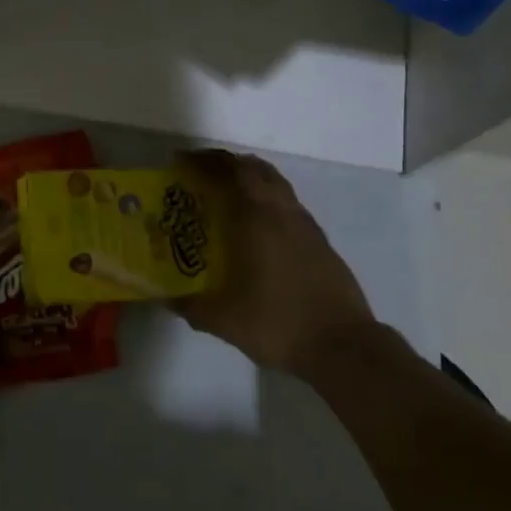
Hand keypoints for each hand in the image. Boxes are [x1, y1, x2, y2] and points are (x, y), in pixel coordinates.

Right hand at [174, 149, 377, 378]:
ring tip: (225, 195)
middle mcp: (284, 213)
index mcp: (259, 219)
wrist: (344, 348)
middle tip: (200, 175)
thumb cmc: (279, 324)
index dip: (205, 162)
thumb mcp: (225, 320)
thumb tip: (166, 298)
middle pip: (256, 169)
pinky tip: (255, 227)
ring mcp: (307, 227)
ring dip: (250, 179)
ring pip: (276, 185)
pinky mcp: (321, 243)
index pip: (231, 171)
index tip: (181, 163)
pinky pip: (288, 205)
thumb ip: (192, 306)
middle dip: (226, 165)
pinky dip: (267, 200)